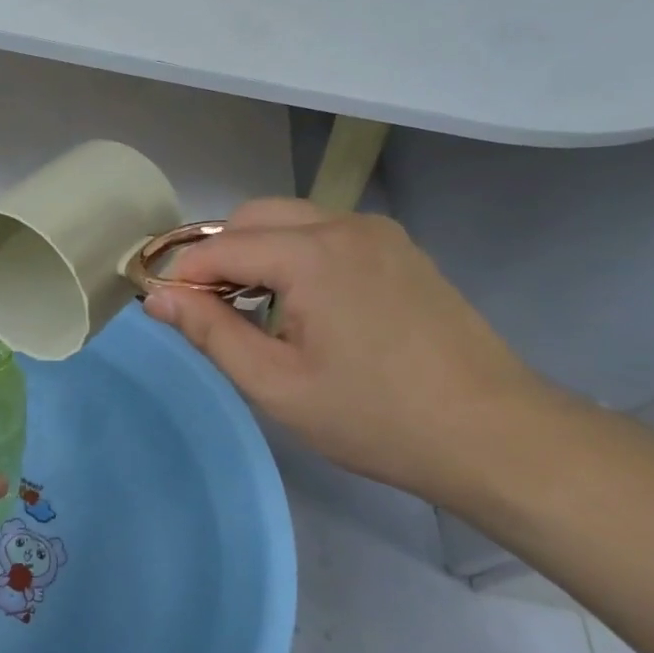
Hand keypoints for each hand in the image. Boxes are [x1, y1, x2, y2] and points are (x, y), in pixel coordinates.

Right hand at [145, 199, 560, 508]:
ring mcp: (379, 234)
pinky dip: (294, 255)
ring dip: (256, 253)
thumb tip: (156, 298)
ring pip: (290, 220)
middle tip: (208, 311)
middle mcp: (345, 225)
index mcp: (312, 254)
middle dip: (218, 255)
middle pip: (253, 217)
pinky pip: (326, 234)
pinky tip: (302, 306)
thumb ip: (210, 332)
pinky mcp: (400, 250)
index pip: (221, 246)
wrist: (496, 436)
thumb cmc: (376, 417)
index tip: (163, 308)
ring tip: (252, 311)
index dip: (183, 275)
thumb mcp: (277, 384)